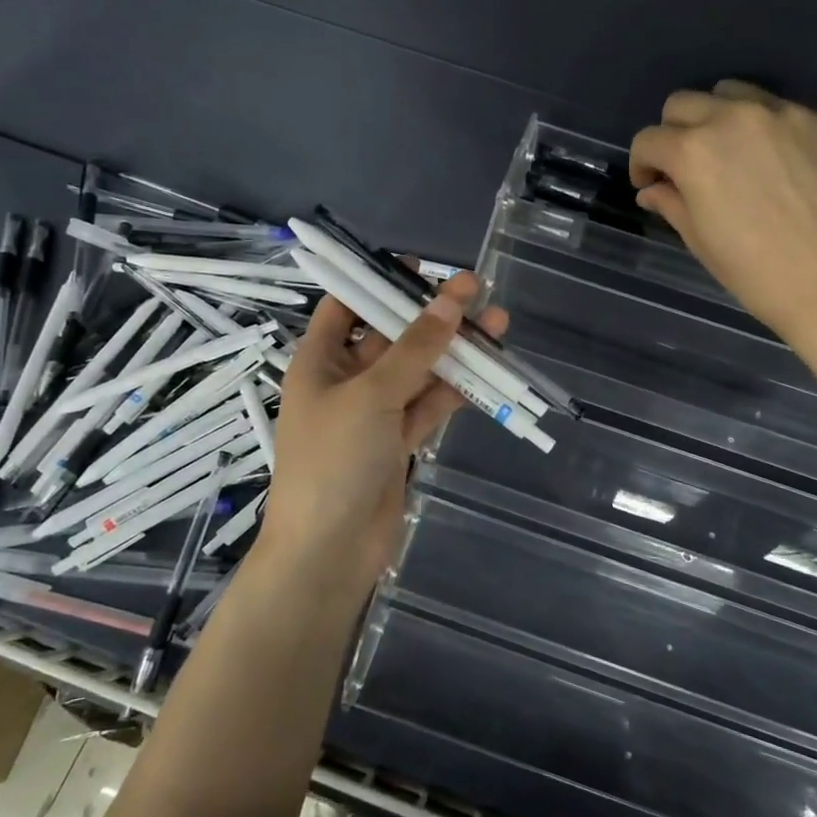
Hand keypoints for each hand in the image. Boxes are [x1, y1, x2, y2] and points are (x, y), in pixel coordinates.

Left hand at [252, 272, 507, 605]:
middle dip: (431, 315)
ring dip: (453, 351)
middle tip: (476, 289)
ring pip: (417, 371)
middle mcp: (345, 381)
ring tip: (497, 323)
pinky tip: (487, 370)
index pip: (346, 307)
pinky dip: (455, 390)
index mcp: (319, 361)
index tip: (420, 267)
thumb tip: (450, 300)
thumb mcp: (371, 395)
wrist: (330, 550)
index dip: (378, 283)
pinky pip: (429, 405)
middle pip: (391, 336)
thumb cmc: (334, 460)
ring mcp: (374, 413)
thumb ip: (415, 349)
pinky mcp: (398, 442)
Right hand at [629, 80, 816, 349]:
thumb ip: (670, 203)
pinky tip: (779, 167)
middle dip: (674, 133)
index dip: (642, 164)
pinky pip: (782, 112)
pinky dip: (768, 131)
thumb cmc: (751, 270)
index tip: (651, 185)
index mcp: (693, 150)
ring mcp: (783, 114)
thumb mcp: (698, 239)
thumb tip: (653, 190)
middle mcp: (734, 117)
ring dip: (719, 118)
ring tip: (731, 154)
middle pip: (683, 103)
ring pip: (733, 93)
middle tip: (686, 168)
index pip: (649, 139)